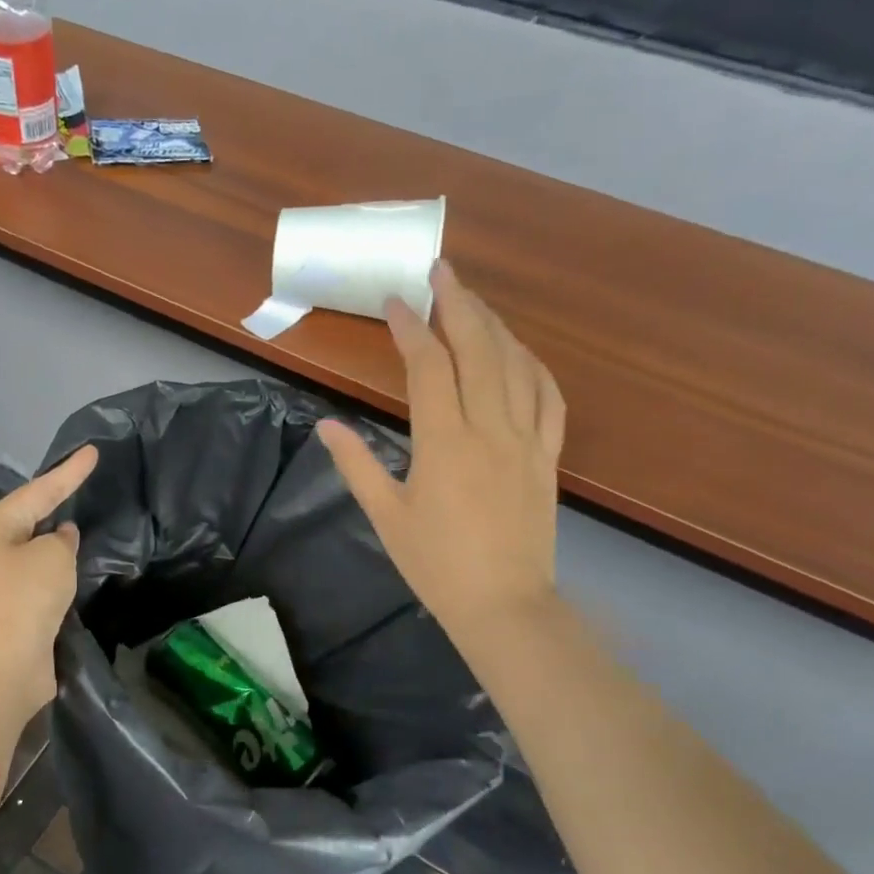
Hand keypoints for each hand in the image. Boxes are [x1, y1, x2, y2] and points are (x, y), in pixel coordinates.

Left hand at [0, 444, 98, 710]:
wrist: (0, 668)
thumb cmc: (23, 599)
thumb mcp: (52, 556)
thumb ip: (62, 540)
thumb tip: (61, 538)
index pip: (39, 490)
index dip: (69, 472)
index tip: (94, 452)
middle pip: (33, 518)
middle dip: (60, 502)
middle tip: (88, 482)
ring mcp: (2, 584)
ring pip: (39, 552)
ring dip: (61, 542)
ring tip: (90, 522)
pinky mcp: (16, 613)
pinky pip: (44, 582)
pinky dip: (62, 574)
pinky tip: (82, 569)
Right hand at [317, 263, 564, 645]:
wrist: (504, 605)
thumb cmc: (436, 565)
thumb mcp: (386, 516)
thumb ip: (355, 465)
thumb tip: (325, 424)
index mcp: (444, 442)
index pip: (428, 367)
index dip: (411, 327)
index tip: (395, 301)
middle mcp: (490, 429)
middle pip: (479, 349)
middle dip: (460, 303)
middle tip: (442, 269)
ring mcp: (526, 440)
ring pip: (517, 365)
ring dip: (495, 324)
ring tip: (474, 299)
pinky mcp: (547, 456)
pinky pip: (549, 397)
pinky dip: (534, 365)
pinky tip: (520, 351)